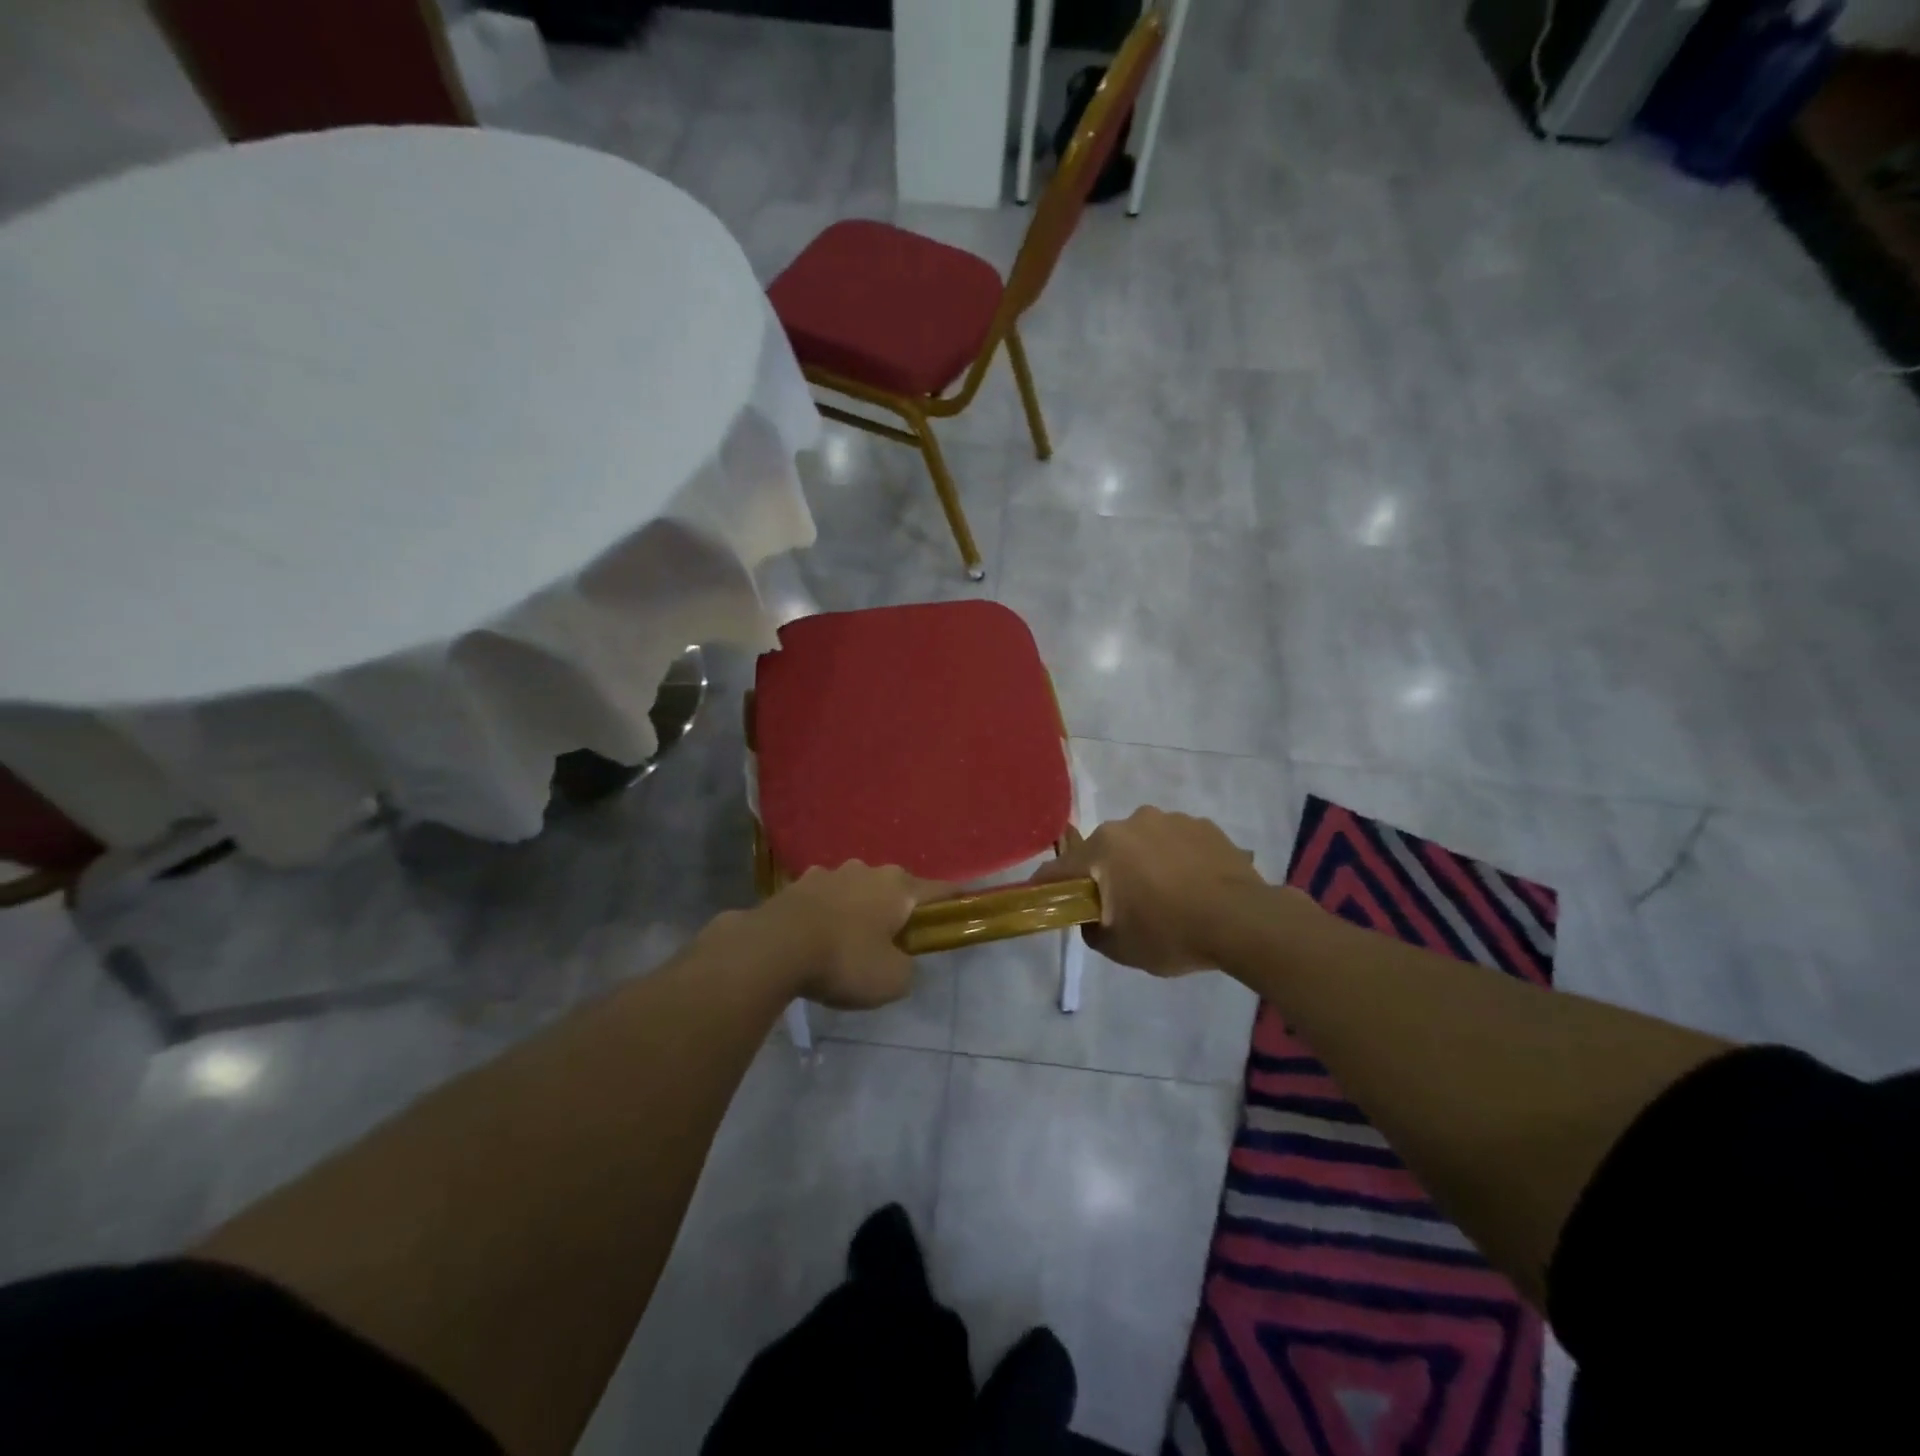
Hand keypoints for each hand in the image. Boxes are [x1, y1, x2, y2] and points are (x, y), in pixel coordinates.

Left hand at [753, 862, 949, 1009]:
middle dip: (897, 910)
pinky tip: (817, 937)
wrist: (775, 947)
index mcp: (899, 887)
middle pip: (895, 889)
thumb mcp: (891, 981)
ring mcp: (831, 872)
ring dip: (859, 909)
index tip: (960, 911)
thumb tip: (901, 962)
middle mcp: (868, 870)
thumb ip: (907, 969)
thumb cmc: (845, 960)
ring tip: (849, 941)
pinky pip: (825, 898)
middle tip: (893, 942)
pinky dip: (828, 913)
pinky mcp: (798, 883)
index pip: (940, 890)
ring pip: (857, 890)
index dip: (953, 902)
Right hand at [1034, 808, 1265, 975]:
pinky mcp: (1203, 825)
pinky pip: (1176, 841)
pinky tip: (1194, 885)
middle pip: (1104, 851)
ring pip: (1142, 842)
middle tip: (1123, 905)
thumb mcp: (1120, 948)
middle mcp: (1131, 823)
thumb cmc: (1171, 934)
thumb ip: (1093, 929)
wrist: (1243, 921)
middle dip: (1107, 874)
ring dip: (1144, 863)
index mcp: (1103, 848)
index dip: (1049, 886)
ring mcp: (1170, 819)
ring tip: (1168, 895)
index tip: (1048, 899)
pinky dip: (1176, 859)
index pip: (1060, 868)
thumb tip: (1092, 916)